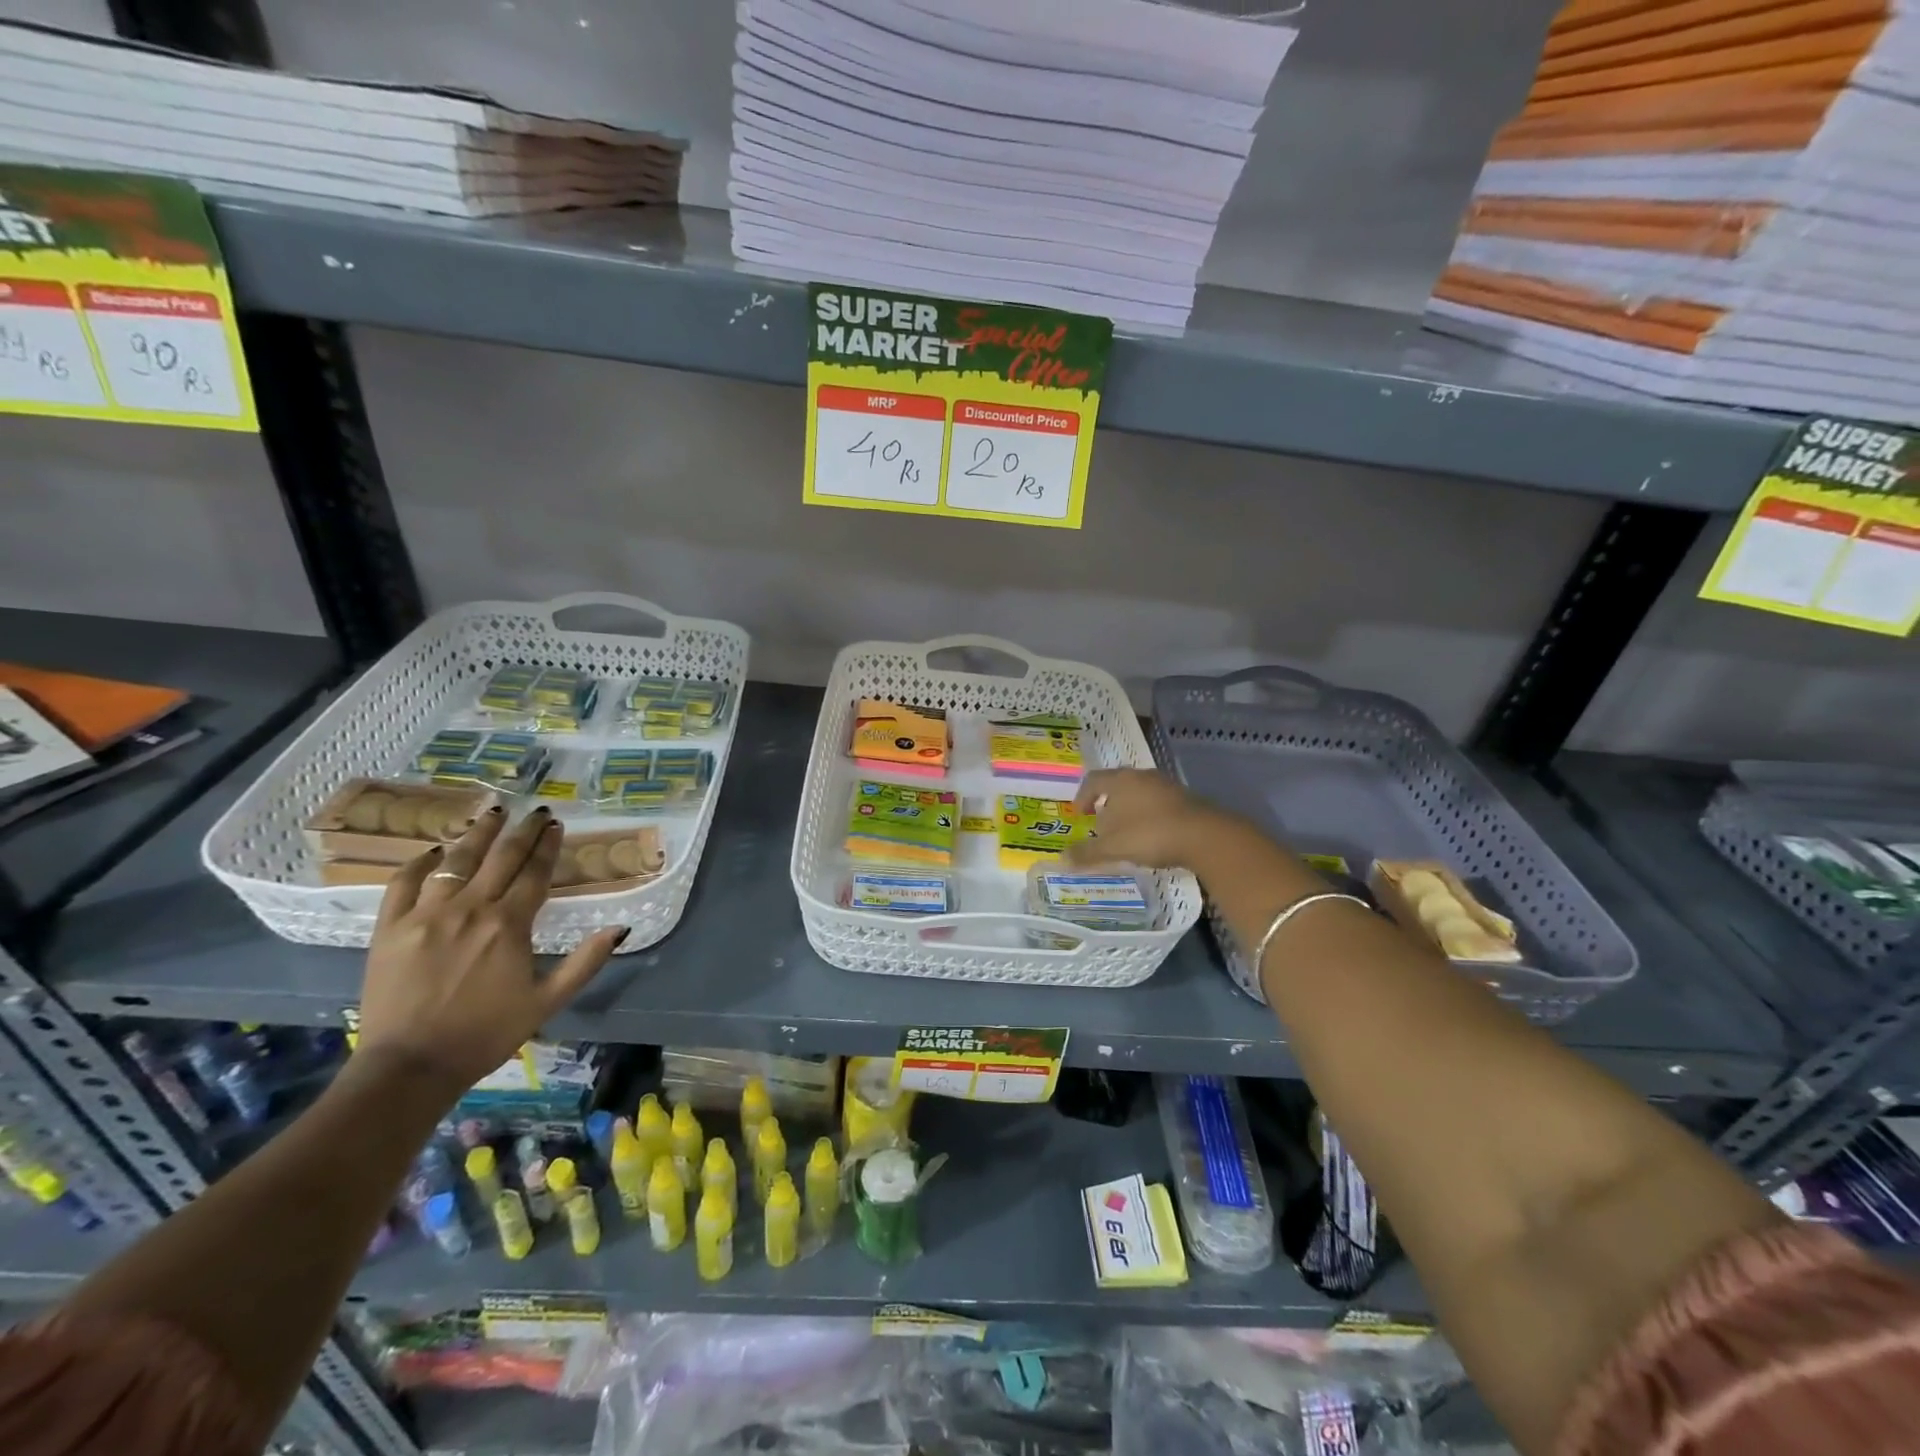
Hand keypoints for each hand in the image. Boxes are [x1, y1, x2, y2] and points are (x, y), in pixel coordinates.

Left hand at [356, 807, 625, 1092]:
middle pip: (501, 858)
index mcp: (509, 925)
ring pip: (455, 861)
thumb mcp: (546, 1002)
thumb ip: (585, 963)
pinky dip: (419, 863)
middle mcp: (470, 909)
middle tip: (536, 810)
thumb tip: (620, 928)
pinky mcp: (389, 928)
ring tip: (492, 813)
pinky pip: (403, 883)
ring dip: (477, 834)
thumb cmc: (486, 1034)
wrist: (409, 1067)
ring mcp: (426, 915)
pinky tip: (433, 851)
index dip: (548, 846)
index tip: (557, 825)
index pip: (535, 873)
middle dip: (523, 830)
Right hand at [1067, 768, 1233, 869]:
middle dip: (1106, 804)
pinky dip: (1149, 816)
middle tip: (1101, 825)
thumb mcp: (1113, 847)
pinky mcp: (1186, 799)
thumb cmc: (1150, 834)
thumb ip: (1086, 852)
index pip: (1093, 780)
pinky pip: (1158, 804)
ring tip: (1126, 834)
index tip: (1080, 814)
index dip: (1082, 796)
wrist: (1205, 836)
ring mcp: (1167, 785)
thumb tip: (1061, 858)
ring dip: (1129, 811)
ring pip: (1139, 794)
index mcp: (1121, 780)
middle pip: (1117, 785)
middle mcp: (1142, 776)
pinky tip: (1151, 837)